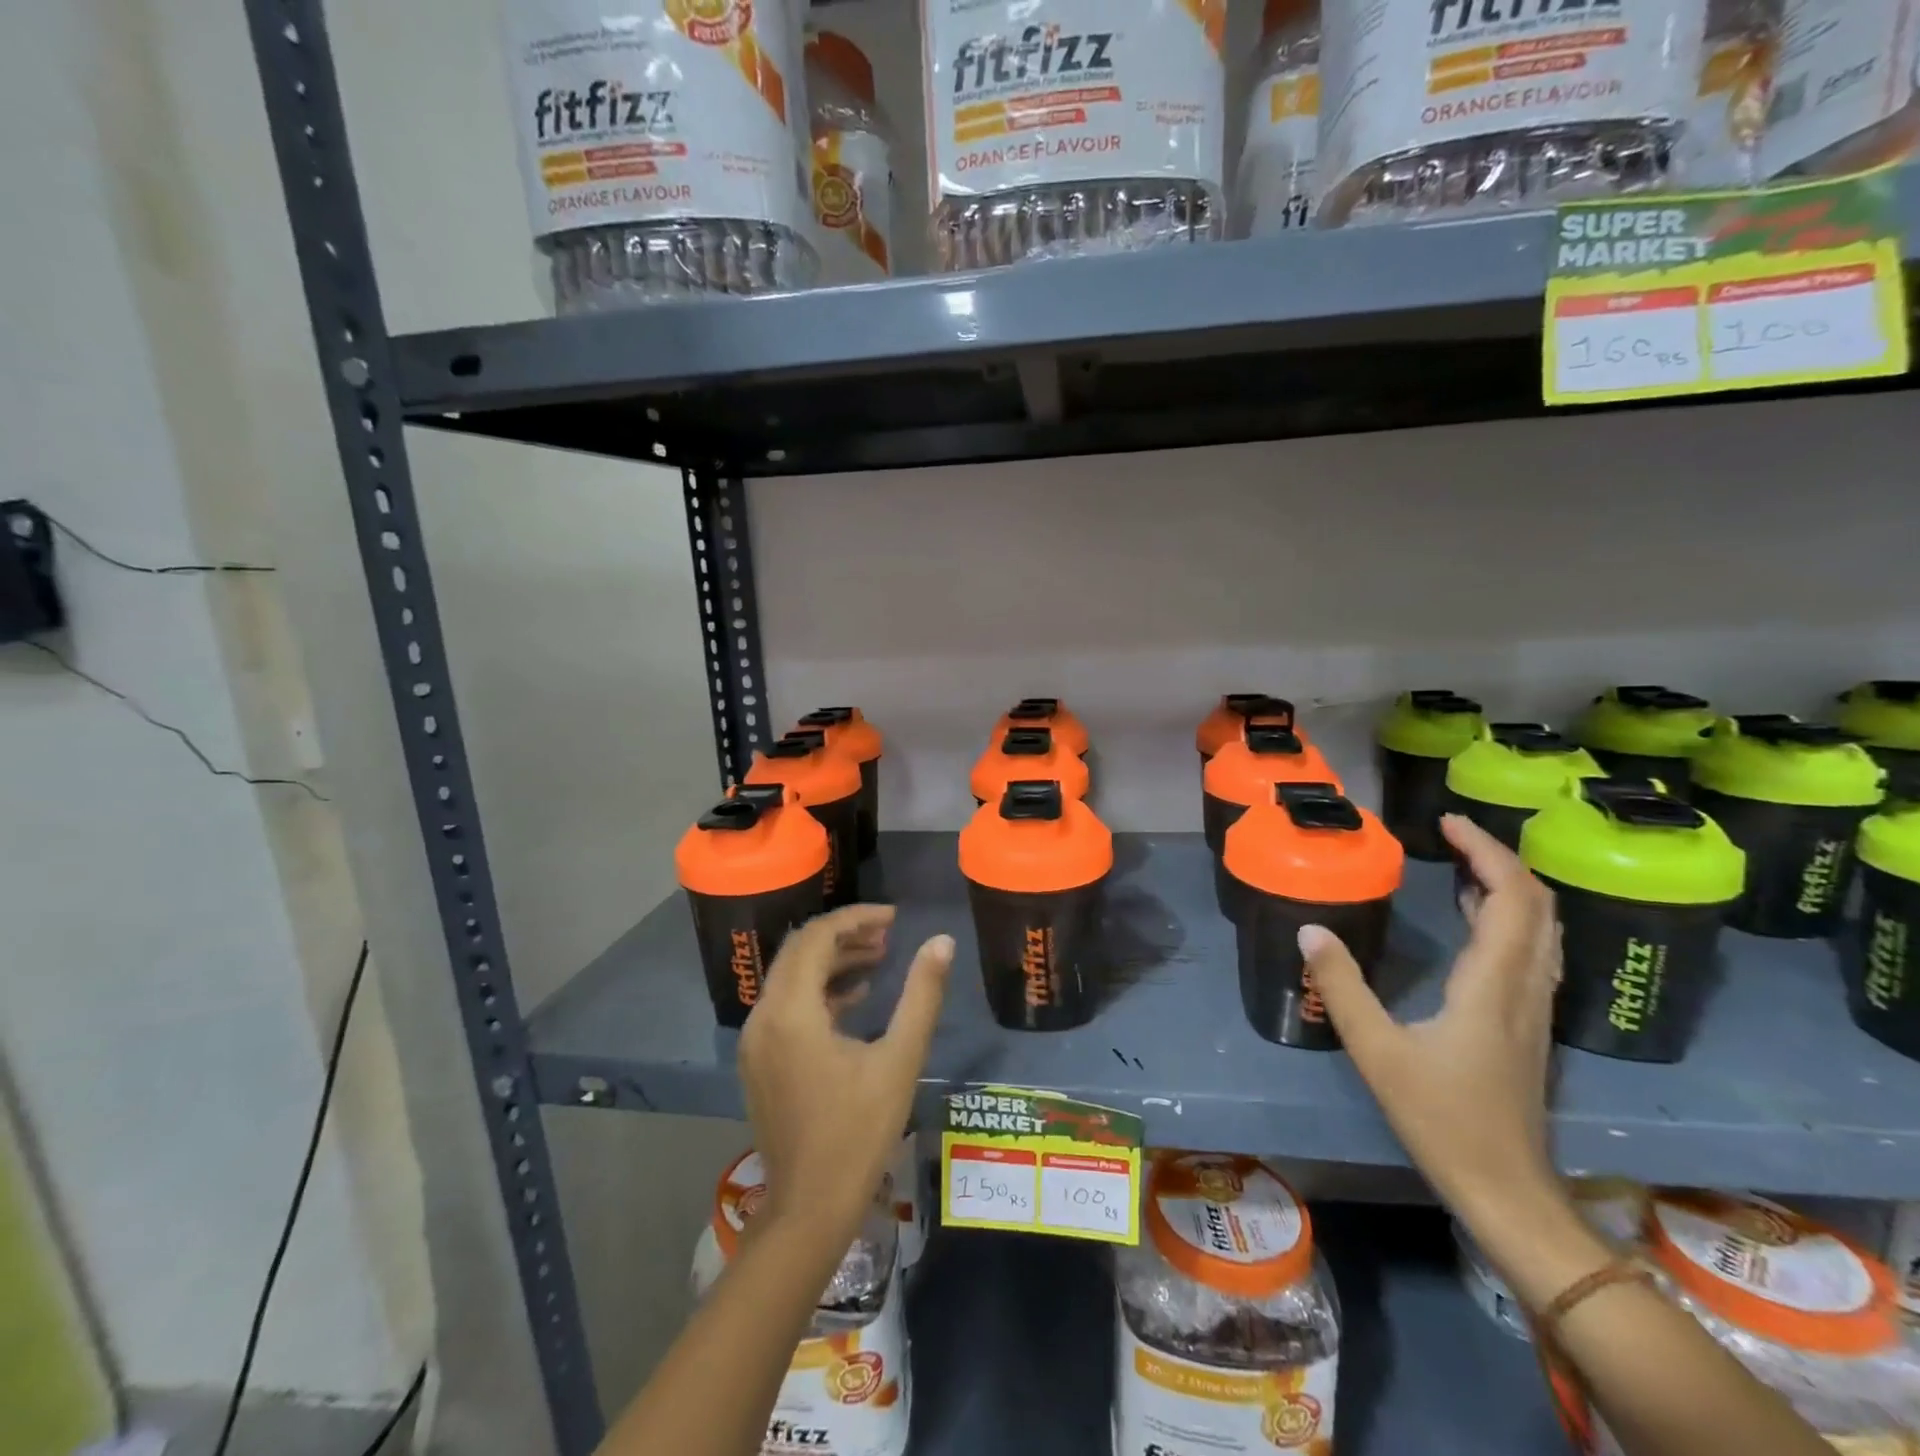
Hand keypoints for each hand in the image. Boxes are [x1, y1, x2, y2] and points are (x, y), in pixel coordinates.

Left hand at [739, 905, 954, 1242]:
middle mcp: (763, 1017)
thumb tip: (941, 942)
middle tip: (888, 934)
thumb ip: (921, 994)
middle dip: (844, 935)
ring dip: (832, 961)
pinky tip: (856, 997)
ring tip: (879, 958)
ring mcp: (755, 1041)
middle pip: (799, 951)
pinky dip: (818, 991)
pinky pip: (786, 1005)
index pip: (817, 938)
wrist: (810, 1208)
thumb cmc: (859, 1132)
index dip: (856, 918)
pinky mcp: (758, 1061)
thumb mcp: (900, 1059)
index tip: (894, 917)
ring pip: (791, 977)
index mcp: (791, 1012)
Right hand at [1302, 814, 1564, 1229]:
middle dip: (1500, 859)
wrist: (1507, 1189)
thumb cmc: (1442, 1118)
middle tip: (1452, 834)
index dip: (1487, 852)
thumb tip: (1309, 929)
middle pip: (1538, 905)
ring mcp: (1534, 1007)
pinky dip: (1512, 917)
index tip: (1447, 823)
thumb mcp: (1377, 1051)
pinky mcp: (1529, 1023)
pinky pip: (1535, 951)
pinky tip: (1478, 919)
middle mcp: (1526, 986)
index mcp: (1493, 984)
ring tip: (1463, 863)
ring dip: (1510, 886)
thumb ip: (1342, 987)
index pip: (1511, 899)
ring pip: (1544, 928)